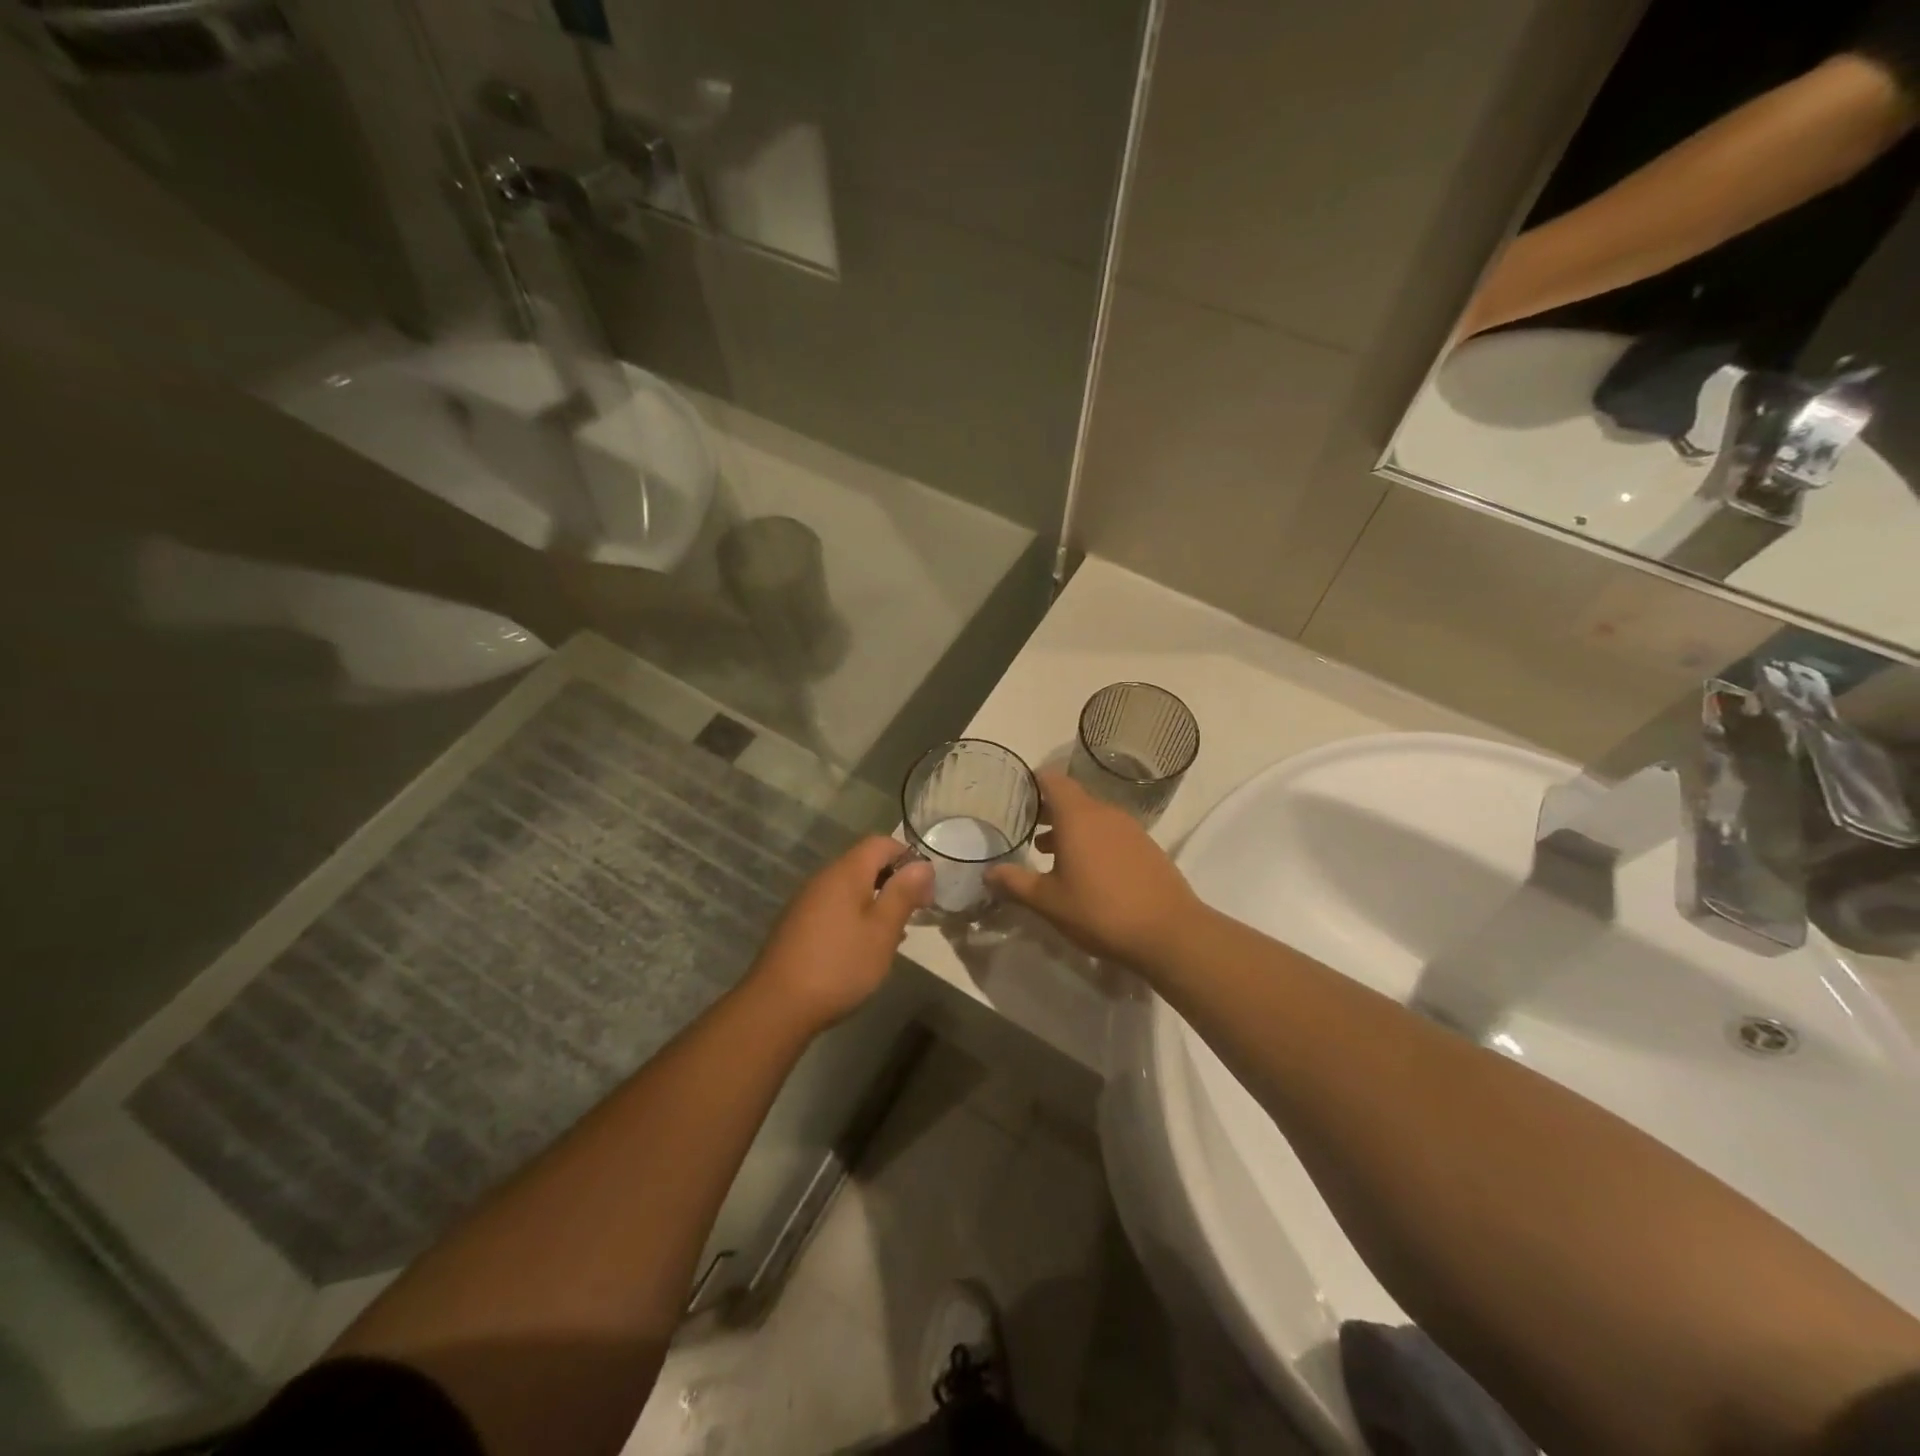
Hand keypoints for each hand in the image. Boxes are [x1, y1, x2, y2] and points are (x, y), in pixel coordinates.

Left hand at [747, 836, 932, 1031]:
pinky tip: (863, 948)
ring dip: (876, 902)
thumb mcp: (882, 931)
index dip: (908, 857)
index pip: (881, 843)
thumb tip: (923, 864)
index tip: (925, 889)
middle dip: (893, 881)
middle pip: (864, 863)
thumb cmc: (839, 965)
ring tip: (893, 934)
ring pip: (850, 888)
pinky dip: (856, 917)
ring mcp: (806, 902)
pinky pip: (835, 907)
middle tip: (914, 913)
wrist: (777, 1006)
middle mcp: (823, 879)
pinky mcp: (797, 925)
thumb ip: (903, 894)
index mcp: (845, 873)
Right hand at [987, 771, 1203, 967]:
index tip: (1016, 796)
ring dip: (1070, 828)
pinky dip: (1093, 841)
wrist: (1169, 932)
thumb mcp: (1049, 902)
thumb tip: (988, 873)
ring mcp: (1130, 829)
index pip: (1053, 780)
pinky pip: (1111, 832)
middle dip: (1048, 810)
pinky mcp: (1147, 847)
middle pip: (1072, 798)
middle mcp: (1105, 813)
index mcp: (1078, 817)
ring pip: (1092, 817)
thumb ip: (1015, 883)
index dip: (1033, 783)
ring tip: (1049, 853)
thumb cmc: (1100, 911)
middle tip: (1026, 828)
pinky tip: (1086, 871)